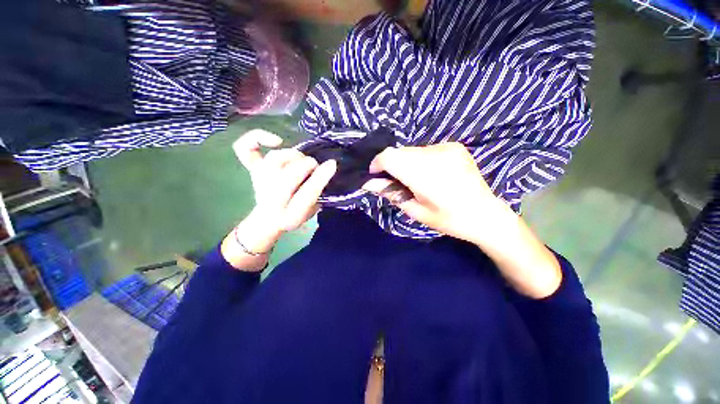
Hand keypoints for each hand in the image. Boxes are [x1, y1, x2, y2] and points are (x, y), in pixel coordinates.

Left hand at [222, 129, 336, 270]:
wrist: (267, 220)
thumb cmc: (293, 216)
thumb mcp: (311, 211)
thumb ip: (319, 192)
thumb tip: (329, 167)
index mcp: (289, 214)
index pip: (307, 193)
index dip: (320, 177)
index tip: (332, 164)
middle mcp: (271, 197)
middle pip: (291, 172)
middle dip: (309, 165)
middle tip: (315, 168)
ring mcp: (259, 181)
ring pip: (275, 158)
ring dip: (294, 156)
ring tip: (301, 160)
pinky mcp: (253, 170)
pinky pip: (245, 149)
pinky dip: (257, 139)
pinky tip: (276, 141)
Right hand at [364, 143, 561, 297]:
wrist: (486, 215)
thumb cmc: (449, 220)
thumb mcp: (416, 211)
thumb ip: (391, 193)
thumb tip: (369, 183)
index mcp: (425, 175)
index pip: (389, 157)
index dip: (377, 164)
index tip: (376, 176)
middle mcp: (435, 155)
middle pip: (399, 152)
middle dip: (391, 165)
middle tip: (396, 183)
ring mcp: (446, 148)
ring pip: (411, 150)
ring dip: (405, 162)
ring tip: (415, 180)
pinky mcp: (454, 146)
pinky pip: (425, 149)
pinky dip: (419, 160)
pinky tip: (430, 174)